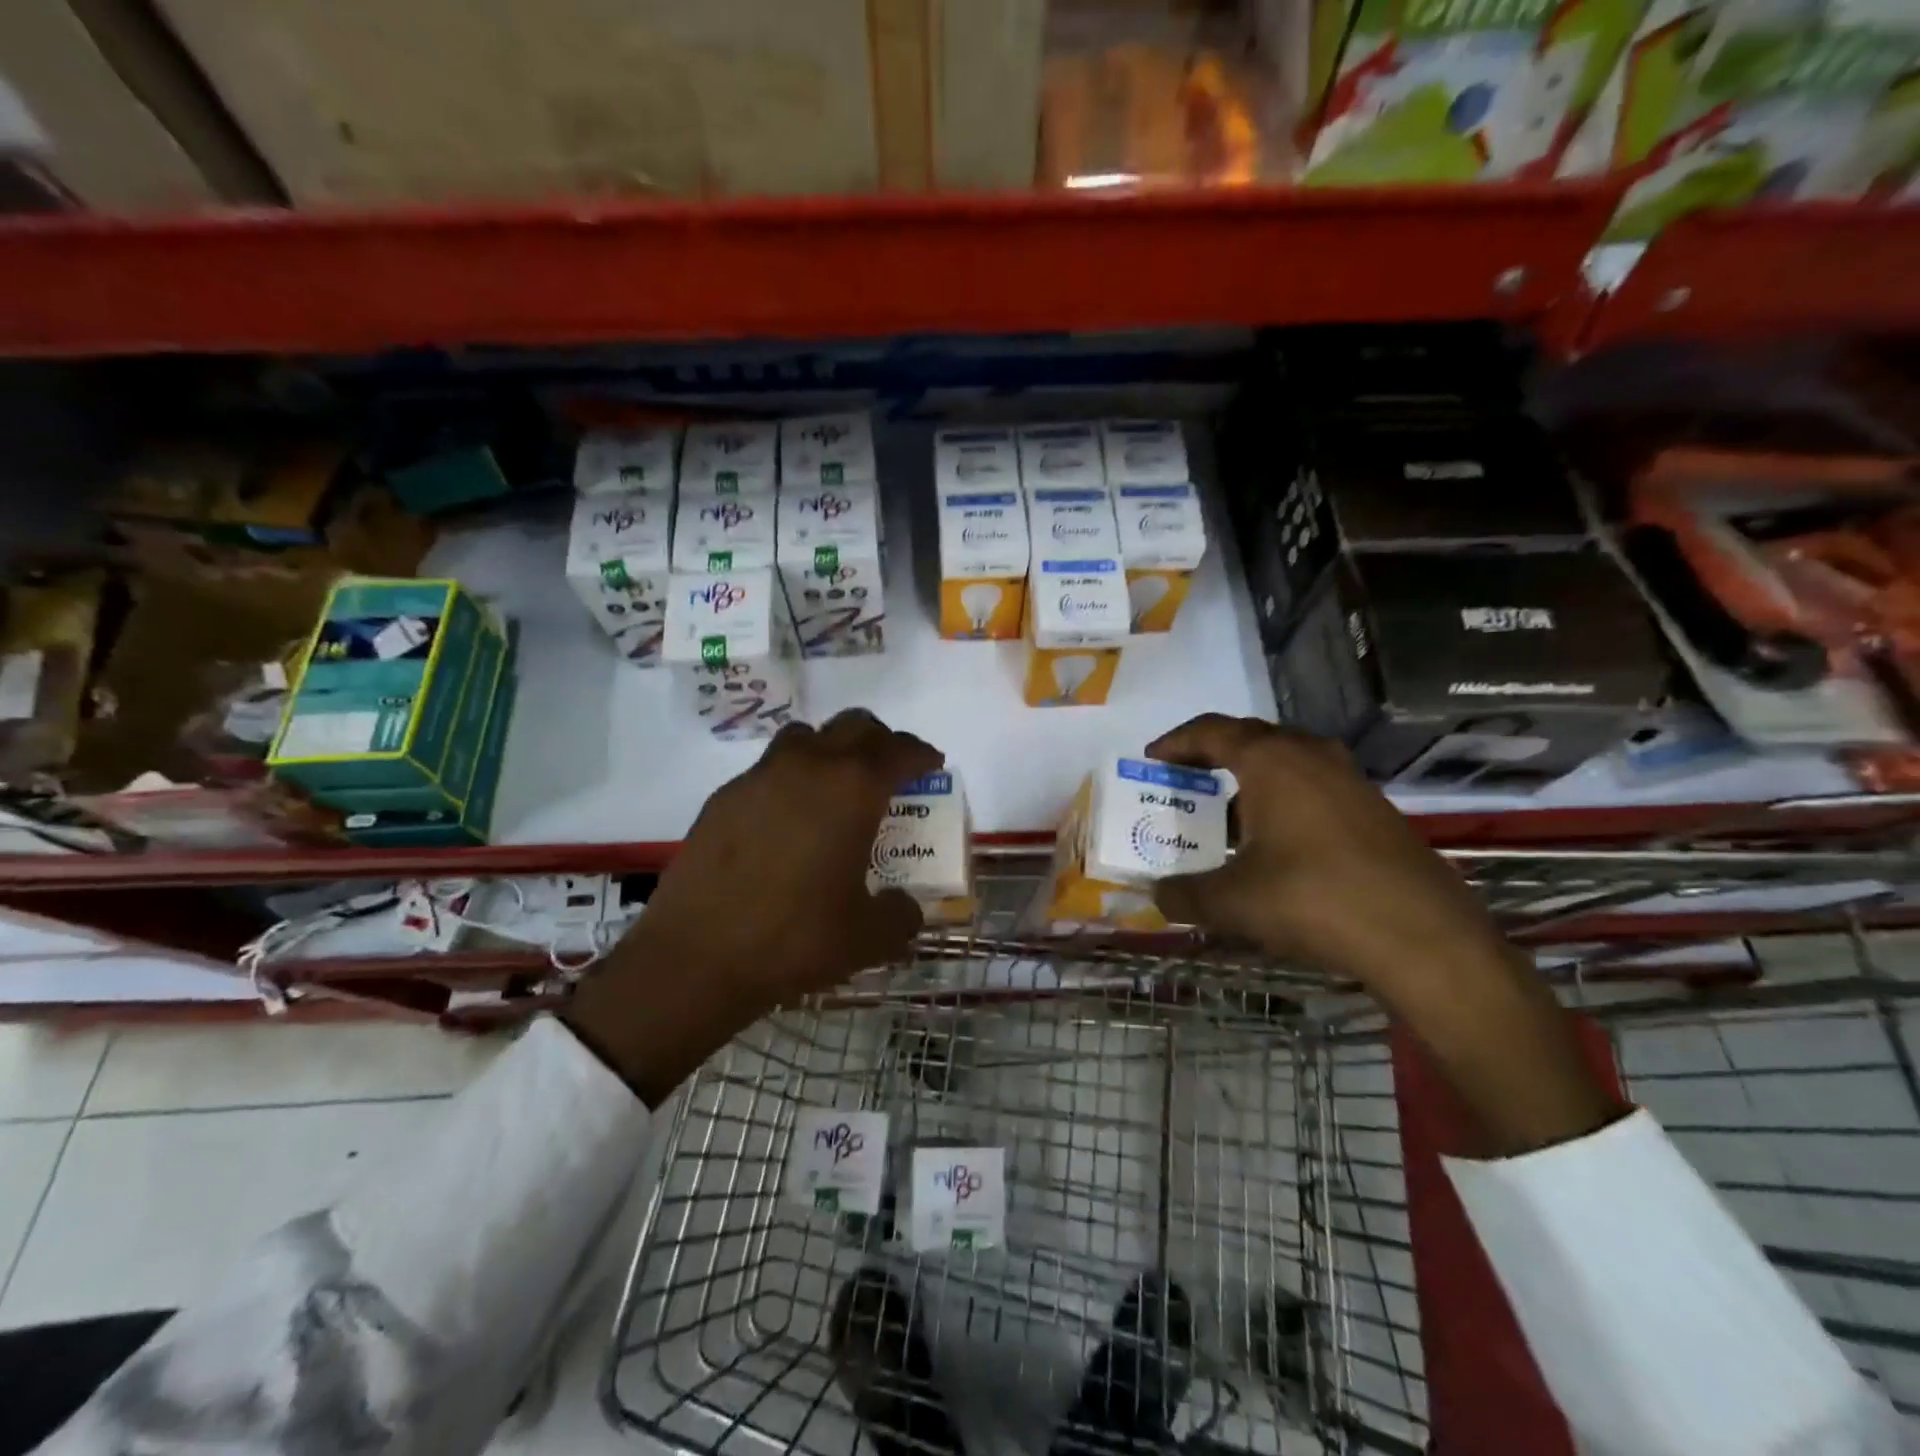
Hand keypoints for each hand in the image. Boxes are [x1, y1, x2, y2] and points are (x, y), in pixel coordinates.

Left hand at [564, 710, 939, 1103]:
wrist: (697, 957)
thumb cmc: (796, 938)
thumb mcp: (869, 936)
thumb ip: (901, 914)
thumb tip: (905, 906)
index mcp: (853, 789)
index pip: (899, 750)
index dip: (921, 754)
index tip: (931, 765)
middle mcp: (808, 767)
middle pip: (854, 726)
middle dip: (880, 742)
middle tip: (890, 772)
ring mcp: (760, 777)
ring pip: (806, 738)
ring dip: (831, 751)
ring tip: (836, 790)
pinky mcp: (724, 797)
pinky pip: (769, 770)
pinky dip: (791, 781)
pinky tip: (787, 824)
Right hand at [1148, 714, 1622, 1154]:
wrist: (1424, 938)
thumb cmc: (1314, 901)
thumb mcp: (1233, 902)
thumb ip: (1184, 894)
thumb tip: (1156, 894)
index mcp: (1272, 760)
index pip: (1211, 731)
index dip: (1175, 742)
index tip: (1151, 758)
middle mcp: (1311, 756)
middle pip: (1250, 739)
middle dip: (1210, 756)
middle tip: (1183, 781)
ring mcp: (1349, 781)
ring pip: (1285, 763)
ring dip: (1249, 780)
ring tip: (1224, 814)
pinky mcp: (1374, 809)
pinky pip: (1312, 786)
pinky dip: (1282, 799)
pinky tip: (1274, 842)